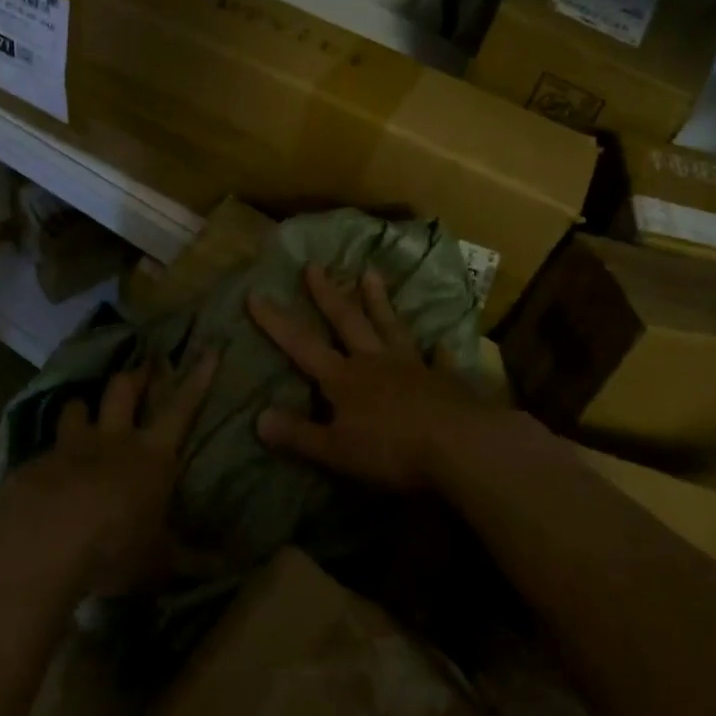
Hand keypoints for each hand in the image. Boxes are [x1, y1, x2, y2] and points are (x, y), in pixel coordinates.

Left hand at [7, 350, 216, 594]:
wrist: (41, 542)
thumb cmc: (114, 546)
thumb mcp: (159, 561)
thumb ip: (192, 560)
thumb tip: (230, 568)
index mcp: (151, 455)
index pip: (182, 408)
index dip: (197, 378)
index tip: (208, 349)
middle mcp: (113, 440)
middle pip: (124, 391)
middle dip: (135, 375)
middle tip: (143, 364)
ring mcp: (70, 447)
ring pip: (78, 408)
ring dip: (84, 406)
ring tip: (85, 407)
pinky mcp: (34, 463)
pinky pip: (45, 447)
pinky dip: (50, 452)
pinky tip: (45, 469)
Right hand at [247, 263, 483, 493]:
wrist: (460, 446)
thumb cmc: (391, 449)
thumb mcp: (336, 451)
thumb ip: (299, 435)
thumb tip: (258, 418)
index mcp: (343, 379)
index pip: (301, 346)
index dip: (276, 323)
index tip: (255, 294)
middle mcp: (374, 362)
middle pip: (347, 322)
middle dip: (328, 295)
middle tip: (314, 265)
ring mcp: (412, 366)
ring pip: (390, 327)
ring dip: (379, 301)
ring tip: (370, 273)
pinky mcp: (444, 380)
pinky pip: (439, 361)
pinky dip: (439, 352)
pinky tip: (442, 343)